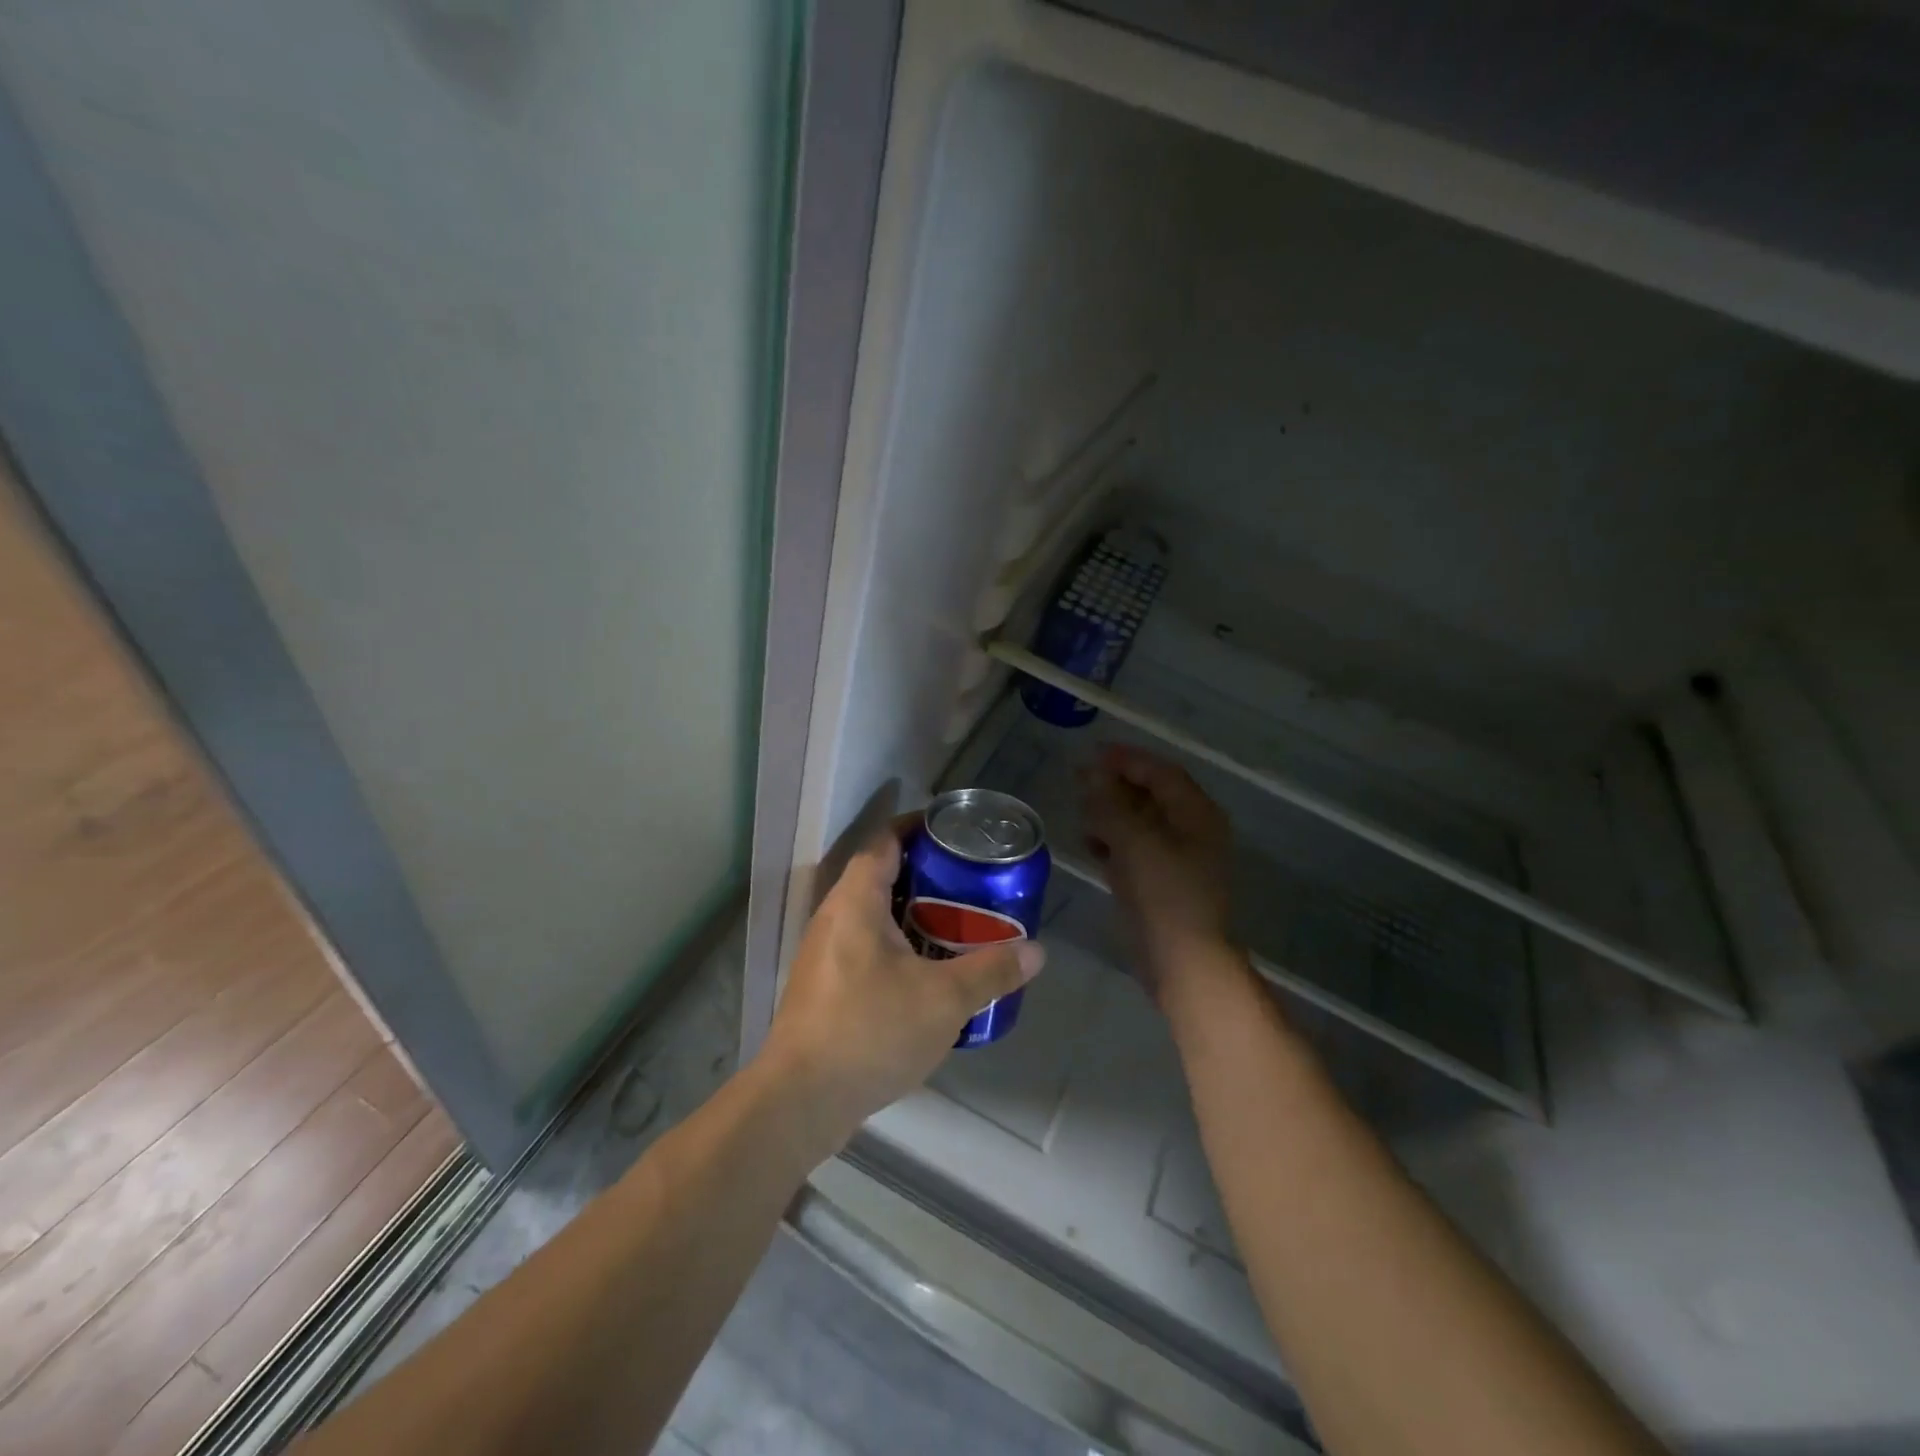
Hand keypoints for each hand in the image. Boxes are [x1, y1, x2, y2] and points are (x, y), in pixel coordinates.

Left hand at [758, 823, 1044, 1144]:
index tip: (955, 833)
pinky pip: (864, 945)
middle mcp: (833, 916)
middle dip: (925, 874)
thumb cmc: (871, 1031)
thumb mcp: (944, 1000)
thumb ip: (992, 971)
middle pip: (880, 875)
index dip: (919, 828)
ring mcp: (822, 952)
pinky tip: (926, 972)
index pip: (885, 840)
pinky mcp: (822, 985)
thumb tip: (1036, 951)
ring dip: (911, 913)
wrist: (801, 1101)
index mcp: (856, 900)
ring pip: (872, 914)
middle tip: (969, 882)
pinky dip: (896, 944)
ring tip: (957, 924)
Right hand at [1082, 745, 1235, 1000]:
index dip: (1128, 759)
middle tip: (1079, 779)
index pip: (1161, 773)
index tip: (1093, 753)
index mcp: (1196, 814)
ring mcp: (1177, 860)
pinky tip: (1090, 843)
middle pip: (1151, 796)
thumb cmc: (1165, 894)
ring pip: (1141, 824)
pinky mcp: (1161, 884)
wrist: (1183, 962)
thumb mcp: (1134, 841)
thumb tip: (1091, 773)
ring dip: (1111, 813)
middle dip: (1116, 785)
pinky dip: (1113, 842)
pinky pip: (1135, 851)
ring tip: (1080, 809)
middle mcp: (1191, 831)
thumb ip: (1110, 803)